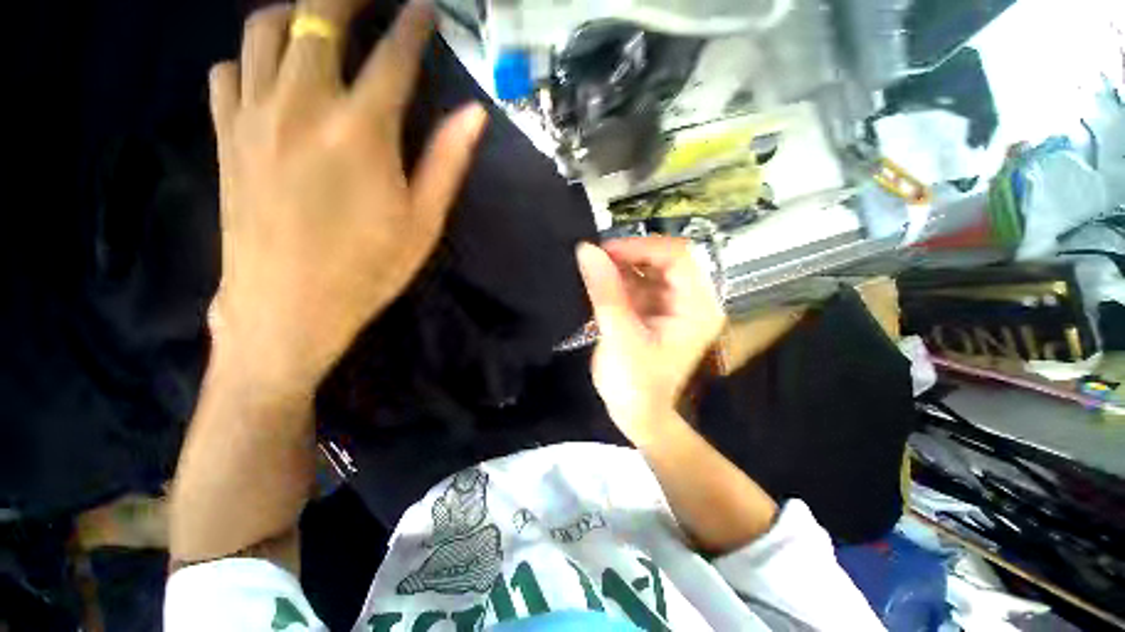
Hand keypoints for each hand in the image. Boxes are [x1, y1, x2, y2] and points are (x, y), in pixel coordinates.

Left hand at [207, 0, 486, 391]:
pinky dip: (251, 58)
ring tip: (317, 21)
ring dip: (293, 13)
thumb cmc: (368, 268)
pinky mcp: (225, 136)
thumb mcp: (423, 222)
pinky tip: (270, 74)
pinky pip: (228, 70)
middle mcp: (301, 105)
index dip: (413, 26)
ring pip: (263, 31)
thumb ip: (447, 162)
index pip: (394, 57)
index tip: (426, 9)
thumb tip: (474, 114)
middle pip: (317, 18)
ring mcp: (254, 115)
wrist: (287, 306)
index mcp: (361, 131)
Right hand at [576, 237, 725, 445]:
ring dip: (619, 268)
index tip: (604, 251)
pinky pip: (637, 284)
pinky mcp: (655, 310)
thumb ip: (605, 291)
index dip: (641, 246)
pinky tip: (597, 283)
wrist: (637, 415)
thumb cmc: (634, 384)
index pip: (677, 256)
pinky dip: (617, 281)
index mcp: (697, 307)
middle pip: (663, 259)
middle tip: (593, 259)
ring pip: (647, 269)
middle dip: (628, 256)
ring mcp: (672, 304)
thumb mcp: (619, 336)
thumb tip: (586, 250)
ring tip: (591, 271)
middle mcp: (690, 300)